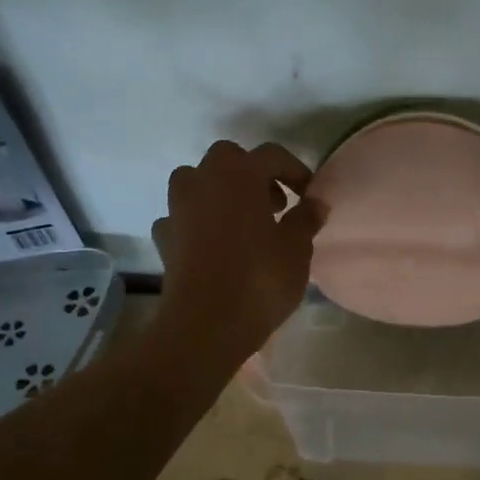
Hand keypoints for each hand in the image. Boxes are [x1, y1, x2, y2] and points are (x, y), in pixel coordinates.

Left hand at [151, 140, 325, 363]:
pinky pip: (181, 217)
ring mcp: (177, 208)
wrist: (205, 325)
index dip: (294, 170)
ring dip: (218, 192)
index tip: (309, 195)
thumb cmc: (259, 279)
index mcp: (239, 174)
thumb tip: (316, 202)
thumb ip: (307, 218)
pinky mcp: (164, 238)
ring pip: (196, 182)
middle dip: (251, 174)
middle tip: (273, 205)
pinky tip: (211, 244)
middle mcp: (203, 181)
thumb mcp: (297, 248)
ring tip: (241, 221)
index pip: (271, 154)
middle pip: (227, 158)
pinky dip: (196, 222)